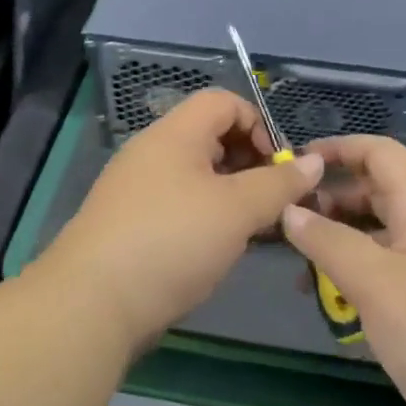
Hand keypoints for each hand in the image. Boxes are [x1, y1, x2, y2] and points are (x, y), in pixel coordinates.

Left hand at [44, 89, 323, 348]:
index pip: (224, 102)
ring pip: (196, 176)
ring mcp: (136, 189)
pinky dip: (205, 217)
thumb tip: (313, 163)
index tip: (277, 167)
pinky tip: (218, 250)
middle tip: (270, 202)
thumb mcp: (236, 210)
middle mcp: (152, 152)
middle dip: (249, 163)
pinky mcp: (129, 224)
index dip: (258, 124)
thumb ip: (279, 184)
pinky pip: (178, 205)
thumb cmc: (173, 241)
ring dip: (230, 195)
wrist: (92, 303)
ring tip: (252, 230)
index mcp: (175, 134)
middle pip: (210, 137)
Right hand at [281, 136, 405, 405]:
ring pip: (379, 244)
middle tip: (288, 225)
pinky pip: (388, 283)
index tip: (299, 163)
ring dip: (340, 248)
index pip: (385, 156)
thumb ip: (330, 243)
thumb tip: (290, 210)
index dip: (343, 148)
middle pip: (379, 198)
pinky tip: (336, 311)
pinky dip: (357, 285)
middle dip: (333, 202)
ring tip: (302, 274)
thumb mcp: (378, 284)